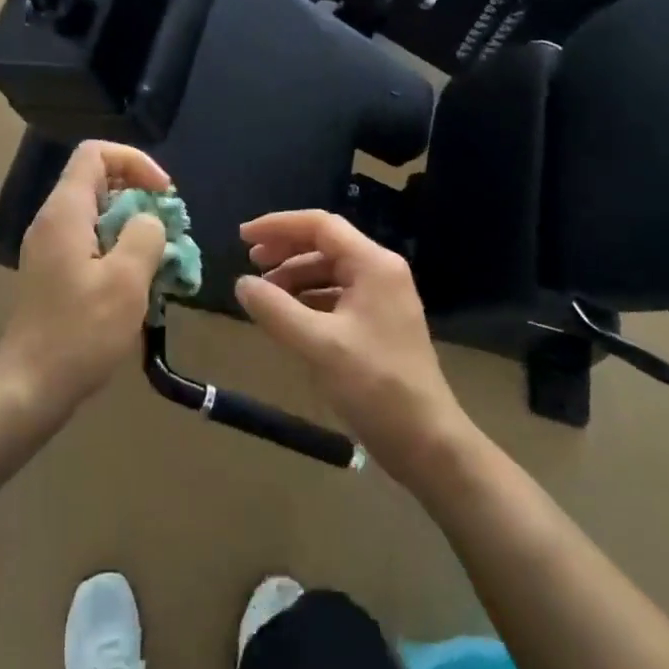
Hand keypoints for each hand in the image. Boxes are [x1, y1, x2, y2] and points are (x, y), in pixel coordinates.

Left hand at [0, 141, 171, 423]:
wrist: (29, 388)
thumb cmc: (80, 332)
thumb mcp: (126, 281)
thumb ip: (145, 236)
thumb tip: (149, 221)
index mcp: (65, 212)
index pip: (95, 153)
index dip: (135, 161)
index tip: (164, 194)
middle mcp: (53, 220)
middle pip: (98, 180)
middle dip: (139, 195)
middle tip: (169, 228)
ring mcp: (50, 247)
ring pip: (97, 213)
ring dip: (133, 225)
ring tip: (160, 257)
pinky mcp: (54, 272)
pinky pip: (90, 241)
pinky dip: (119, 248)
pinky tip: (139, 282)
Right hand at [235, 210, 471, 481]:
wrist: (427, 442)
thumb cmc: (375, 386)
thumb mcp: (318, 345)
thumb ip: (275, 310)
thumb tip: (241, 283)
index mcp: (373, 265)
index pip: (320, 226)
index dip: (278, 226)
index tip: (243, 238)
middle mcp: (380, 272)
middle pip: (325, 244)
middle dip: (285, 250)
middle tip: (250, 264)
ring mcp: (382, 299)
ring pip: (330, 271)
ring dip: (295, 277)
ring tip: (264, 295)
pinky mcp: (378, 324)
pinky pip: (336, 296)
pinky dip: (308, 299)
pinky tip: (288, 317)